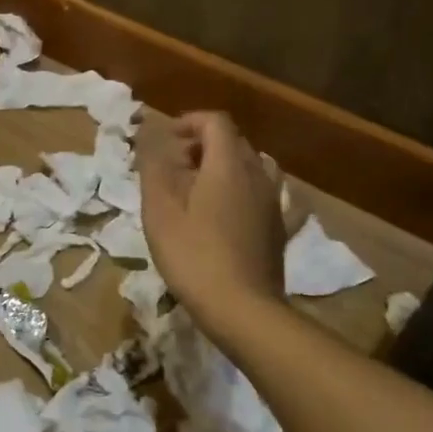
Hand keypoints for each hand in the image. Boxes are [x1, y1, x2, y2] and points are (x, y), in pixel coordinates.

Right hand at [137, 111, 285, 320]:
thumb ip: (154, 168)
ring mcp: (274, 202)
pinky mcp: (280, 227)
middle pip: (234, 142)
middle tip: (175, 167)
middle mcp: (257, 174)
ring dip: (227, 167)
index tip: (167, 140)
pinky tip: (239, 208)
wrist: (242, 309)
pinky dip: (249, 191)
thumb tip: (152, 139)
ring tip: (203, 189)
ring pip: (253, 166)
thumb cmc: (193, 256)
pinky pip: (267, 195)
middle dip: (204, 145)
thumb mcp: (160, 211)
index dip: (190, 122)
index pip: (215, 122)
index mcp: (228, 164)